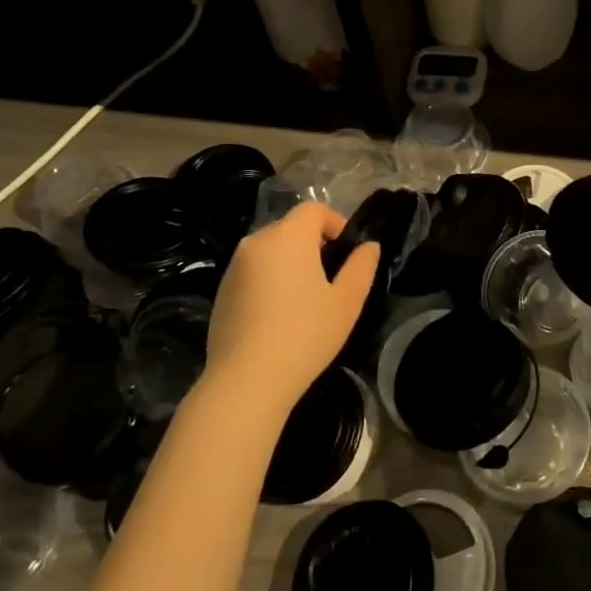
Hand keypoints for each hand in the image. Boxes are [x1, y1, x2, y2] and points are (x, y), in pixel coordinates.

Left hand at [204, 202, 378, 416]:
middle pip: (290, 227)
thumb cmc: (304, 335)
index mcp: (288, 236)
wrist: (246, 381)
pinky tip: (279, 317)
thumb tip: (369, 246)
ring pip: (270, 250)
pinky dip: (269, 280)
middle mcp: (257, 242)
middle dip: (313, 243)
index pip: (314, 208)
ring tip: (305, 299)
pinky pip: (253, 272)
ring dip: (290, 262)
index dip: (335, 222)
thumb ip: (361, 267)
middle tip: (331, 277)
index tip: (347, 250)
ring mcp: (234, 267)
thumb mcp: (346, 302)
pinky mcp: (221, 291)